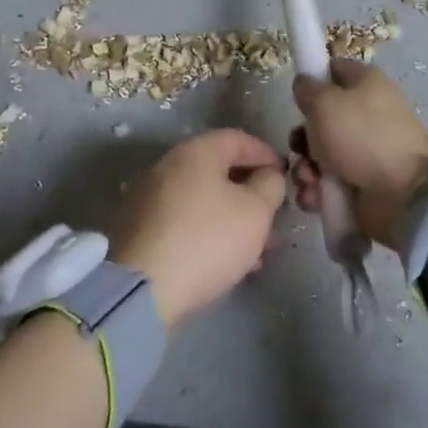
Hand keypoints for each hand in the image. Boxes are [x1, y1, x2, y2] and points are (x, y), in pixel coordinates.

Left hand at [110, 129, 286, 328]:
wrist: (142, 288)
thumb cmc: (207, 239)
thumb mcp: (255, 211)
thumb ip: (270, 186)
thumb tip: (267, 176)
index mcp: (196, 151)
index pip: (238, 139)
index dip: (266, 154)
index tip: (286, 175)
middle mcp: (169, 166)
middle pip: (219, 170)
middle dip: (251, 192)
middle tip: (275, 216)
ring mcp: (151, 198)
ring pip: (204, 199)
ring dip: (234, 217)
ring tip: (260, 248)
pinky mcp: (142, 230)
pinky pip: (186, 221)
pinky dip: (211, 232)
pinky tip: (229, 261)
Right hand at [290, 62, 427, 251]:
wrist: (403, 195)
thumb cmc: (361, 136)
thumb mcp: (324, 102)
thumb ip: (307, 89)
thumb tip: (304, 85)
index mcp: (367, 83)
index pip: (335, 70)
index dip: (313, 80)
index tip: (297, 98)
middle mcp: (368, 114)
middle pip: (323, 118)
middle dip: (303, 136)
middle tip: (298, 146)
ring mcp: (367, 151)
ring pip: (322, 154)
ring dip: (306, 168)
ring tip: (308, 179)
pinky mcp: (364, 183)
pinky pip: (330, 183)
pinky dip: (318, 191)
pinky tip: (314, 198)